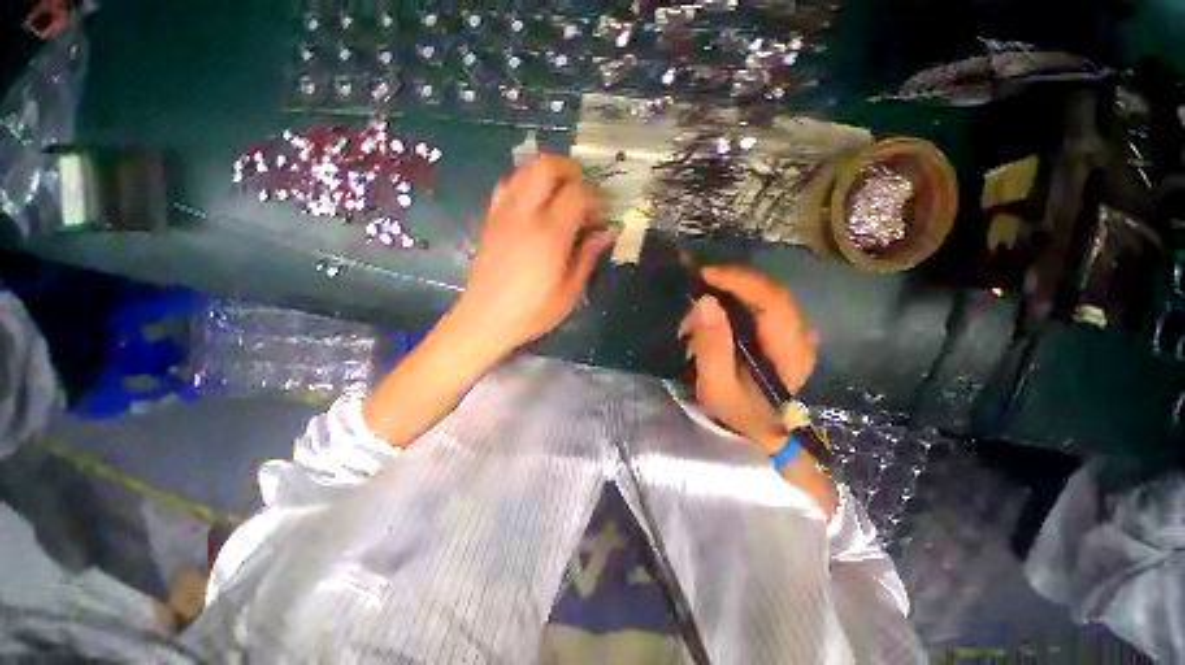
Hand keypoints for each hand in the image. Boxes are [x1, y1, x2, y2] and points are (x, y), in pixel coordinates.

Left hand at [452, 156, 616, 356]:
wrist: (485, 319)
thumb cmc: (533, 311)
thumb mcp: (570, 291)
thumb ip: (588, 256)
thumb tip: (607, 232)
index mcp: (549, 234)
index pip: (577, 194)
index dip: (595, 198)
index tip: (603, 215)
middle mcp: (525, 214)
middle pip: (547, 167)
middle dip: (571, 172)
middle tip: (584, 193)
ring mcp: (504, 213)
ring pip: (525, 170)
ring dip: (548, 174)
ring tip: (562, 196)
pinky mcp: (491, 219)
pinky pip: (508, 185)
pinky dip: (525, 183)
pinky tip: (535, 204)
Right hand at [678, 266, 819, 451]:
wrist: (759, 428)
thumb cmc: (738, 412)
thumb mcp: (717, 388)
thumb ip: (712, 348)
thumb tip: (705, 302)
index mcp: (791, 352)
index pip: (773, 302)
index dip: (740, 281)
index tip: (706, 275)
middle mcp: (802, 336)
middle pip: (772, 292)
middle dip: (733, 283)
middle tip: (699, 285)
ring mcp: (797, 332)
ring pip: (768, 294)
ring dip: (734, 291)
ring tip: (703, 301)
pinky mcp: (786, 332)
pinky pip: (764, 303)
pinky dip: (739, 298)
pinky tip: (718, 308)